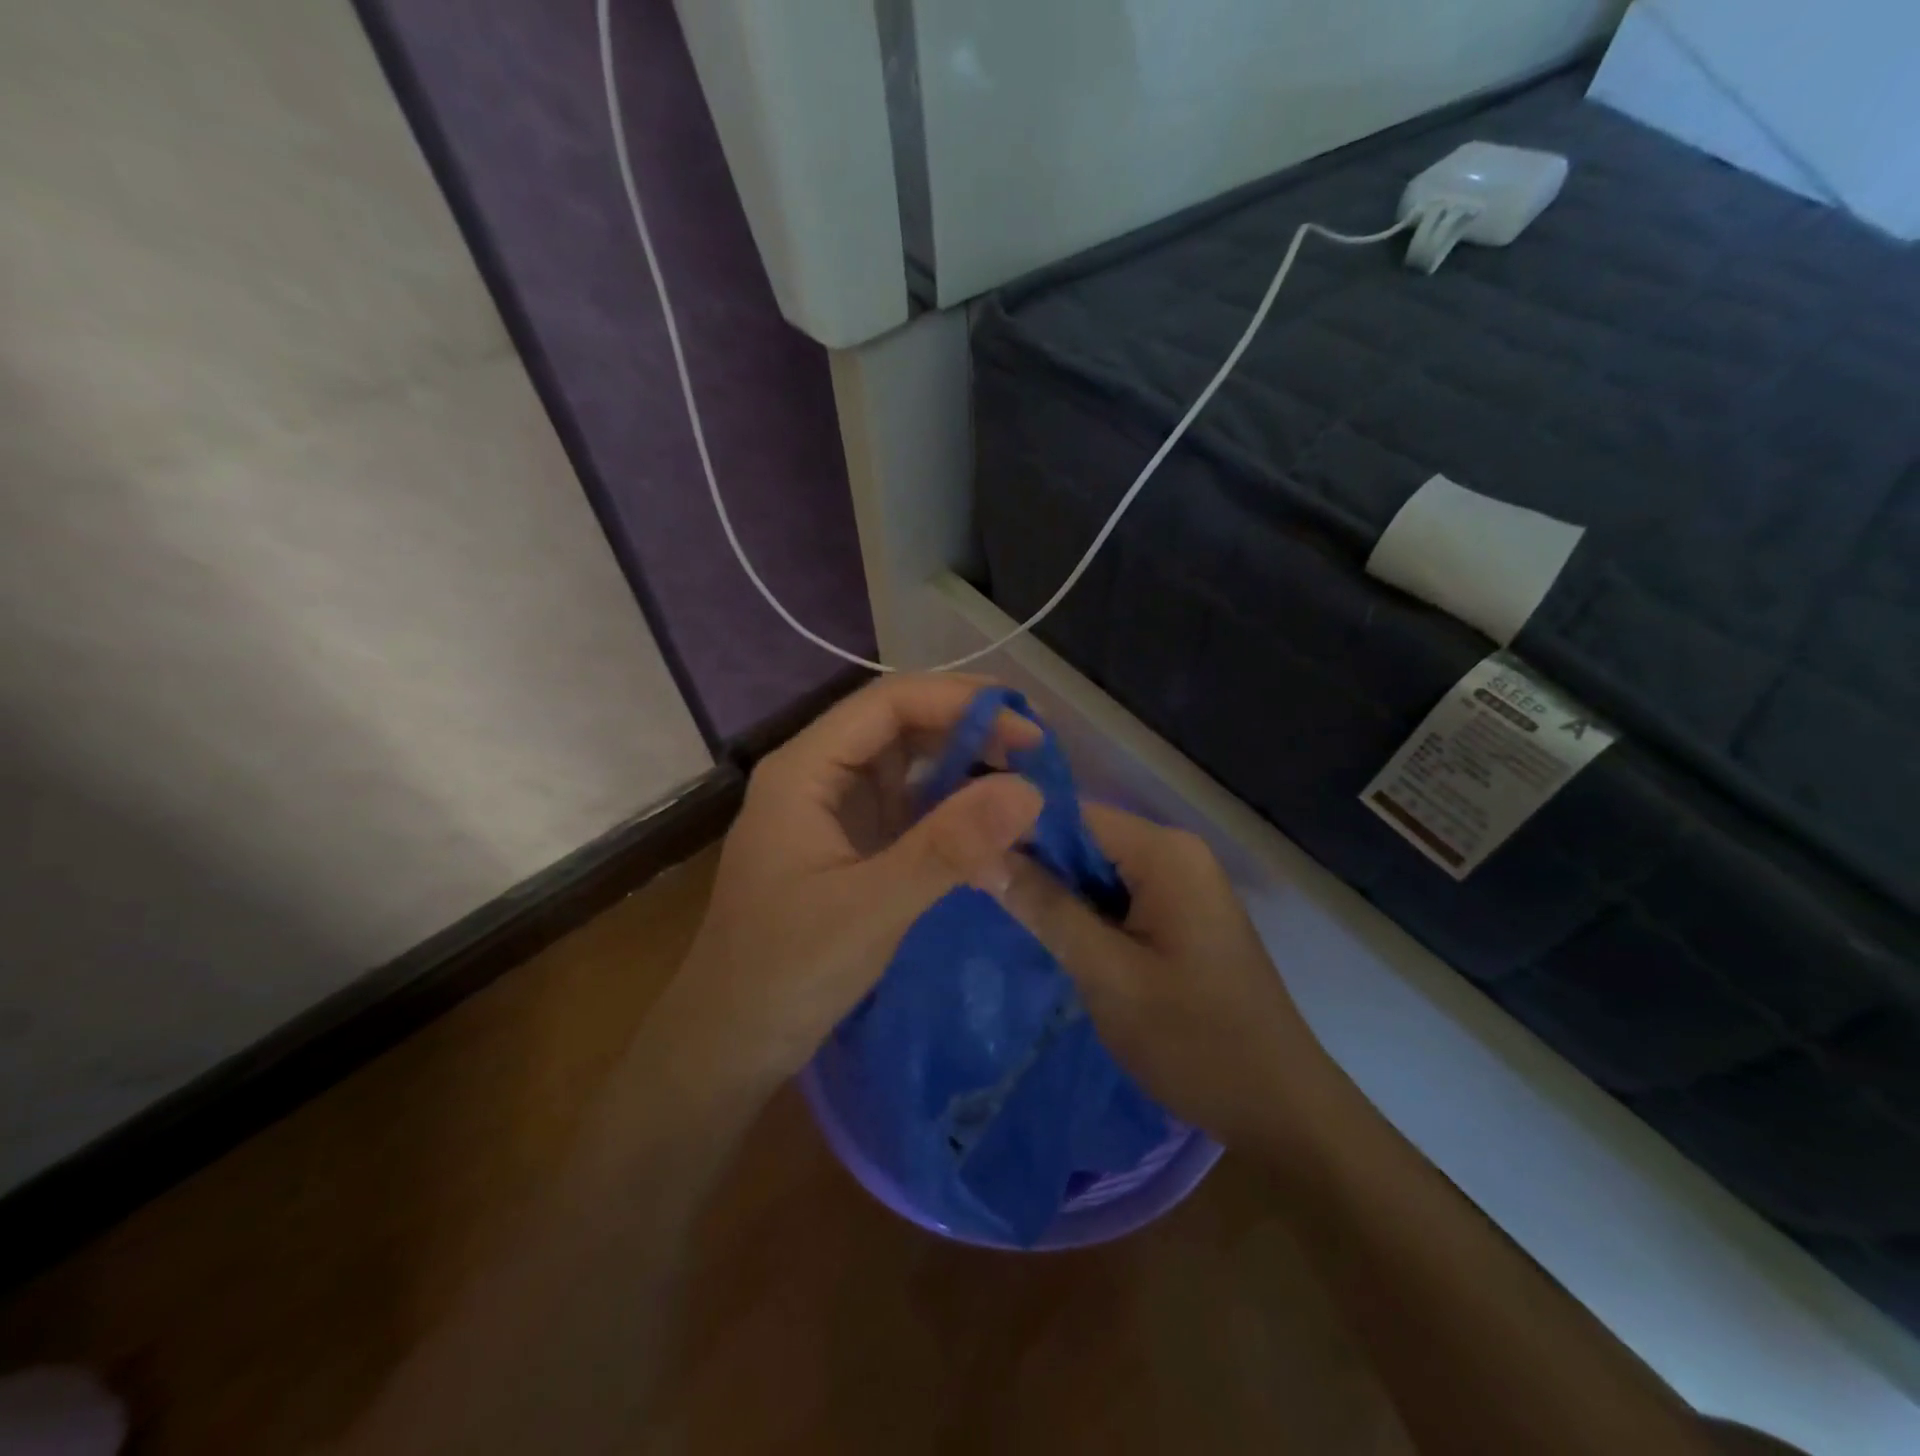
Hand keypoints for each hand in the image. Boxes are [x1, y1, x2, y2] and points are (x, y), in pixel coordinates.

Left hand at [658, 675, 1044, 1087]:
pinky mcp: (850, 846)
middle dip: (968, 731)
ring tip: (1025, 784)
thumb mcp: (872, 908)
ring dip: (963, 769)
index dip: (961, 703)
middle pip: (900, 726)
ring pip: (908, 766)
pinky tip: (990, 828)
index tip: (1028, 729)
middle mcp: (819, 775)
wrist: (728, 1044)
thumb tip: (1031, 790)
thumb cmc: (785, 972)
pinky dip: (950, 811)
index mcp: (805, 769)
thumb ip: (950, 847)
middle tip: (1038, 756)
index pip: (889, 703)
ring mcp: (834, 811)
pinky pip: (908, 809)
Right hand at [998, 806, 1331, 1151]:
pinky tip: (1055, 939)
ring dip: (1058, 893)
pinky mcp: (1183, 913)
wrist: (1280, 1108)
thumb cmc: (1194, 1040)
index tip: (966, 859)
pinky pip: (1120, 895)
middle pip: (1085, 839)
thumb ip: (1046, 909)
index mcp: (1165, 852)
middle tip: (978, 895)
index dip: (1017, 832)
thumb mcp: (1107, 974)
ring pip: (1098, 869)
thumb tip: (983, 854)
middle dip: (1036, 866)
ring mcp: (1184, 883)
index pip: (1071, 814)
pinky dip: (1087, 912)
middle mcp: (1177, 852)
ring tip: (1004, 917)